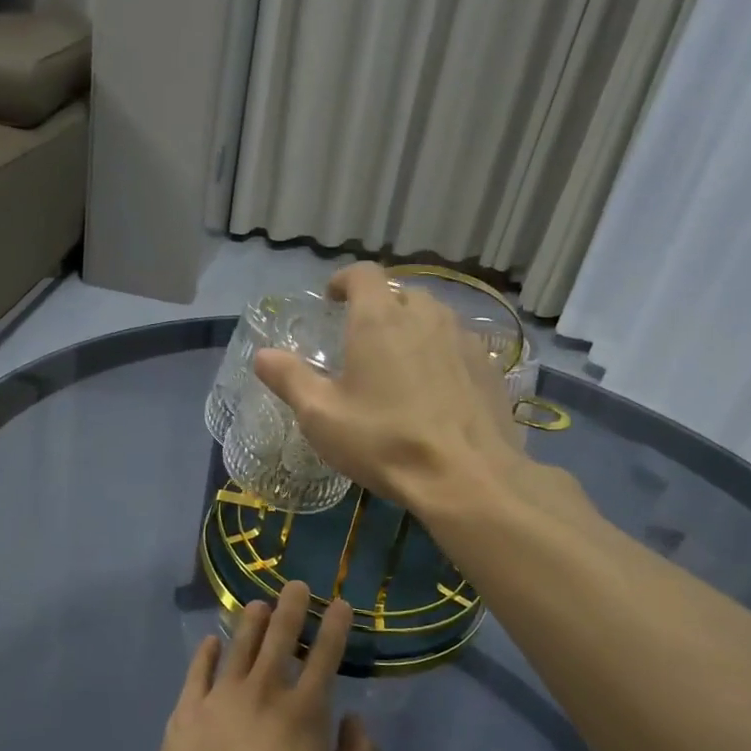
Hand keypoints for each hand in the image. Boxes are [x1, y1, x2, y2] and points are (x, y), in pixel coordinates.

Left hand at [149, 584, 379, 750]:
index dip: (334, 626)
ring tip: (258, 605)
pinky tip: (211, 643)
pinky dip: (206, 654)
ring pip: (238, 646)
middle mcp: (262, 692)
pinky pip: (197, 672)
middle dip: (291, 607)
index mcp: (304, 711)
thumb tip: (356, 719)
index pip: (325, 656)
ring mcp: (219, 698)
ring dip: (251, 622)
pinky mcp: (185, 713)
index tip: (339, 603)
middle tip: (296, 585)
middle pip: (279, 638)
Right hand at [255, 264, 600, 529]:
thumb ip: (289, 379)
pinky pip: (457, 345)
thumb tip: (262, 355)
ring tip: (398, 362)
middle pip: (400, 292)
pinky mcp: (488, 367)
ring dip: (412, 327)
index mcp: (379, 320)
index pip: (364, 274)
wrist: (467, 477)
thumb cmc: (383, 441)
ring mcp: (462, 340)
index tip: (332, 299)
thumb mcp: (320, 416)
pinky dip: (440, 353)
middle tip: (361, 338)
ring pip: (433, 317)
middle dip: (379, 305)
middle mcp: (425, 317)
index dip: (345, 280)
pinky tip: (434, 389)